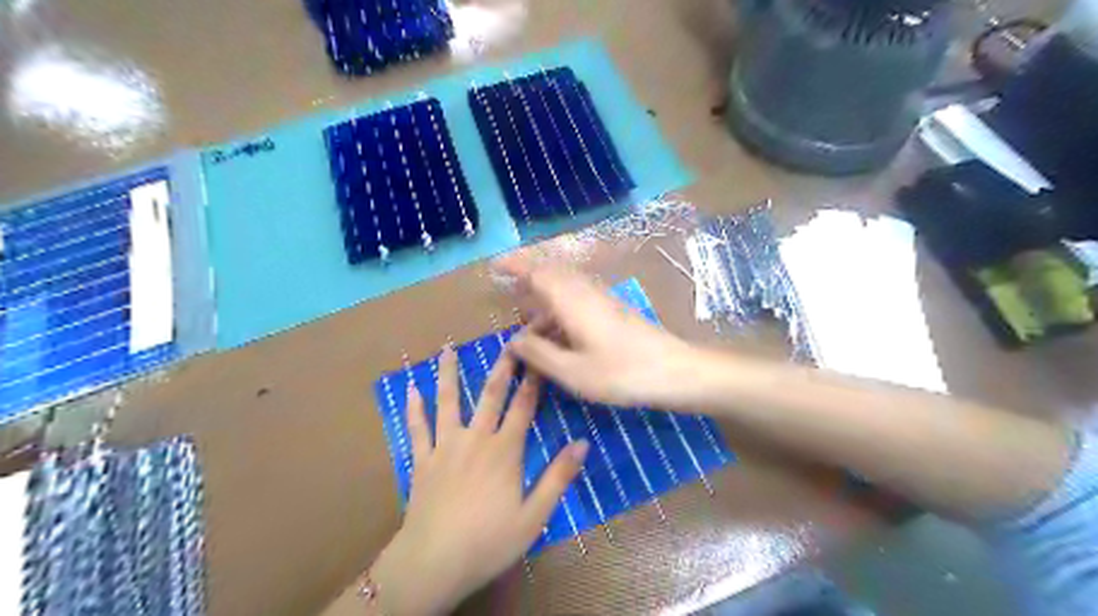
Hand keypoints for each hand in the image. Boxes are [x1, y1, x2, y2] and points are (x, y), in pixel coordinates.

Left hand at [372, 349, 592, 613]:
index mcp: (505, 450)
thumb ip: (558, 477)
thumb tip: (583, 443)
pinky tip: (411, 389)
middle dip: (501, 366)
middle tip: (506, 340)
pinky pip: (417, 428)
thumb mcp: (534, 515)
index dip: (533, 379)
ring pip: (448, 402)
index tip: (539, 355)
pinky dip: (414, 407)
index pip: (524, 406)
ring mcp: (445, 446)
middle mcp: (476, 439)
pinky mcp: (422, 460)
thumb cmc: (489, 541)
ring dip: (449, 375)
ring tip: (447, 349)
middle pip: (490, 395)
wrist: (434, 562)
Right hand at [497, 254, 691, 409]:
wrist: (674, 371)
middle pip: (551, 273)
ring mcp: (601, 299)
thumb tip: (513, 340)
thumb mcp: (572, 372)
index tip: (494, 266)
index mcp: (571, 300)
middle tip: (507, 292)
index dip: (515, 265)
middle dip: (527, 277)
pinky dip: (559, 306)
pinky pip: (577, 297)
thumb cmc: (621, 373)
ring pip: (565, 285)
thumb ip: (539, 353)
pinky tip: (557, 330)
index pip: (538, 271)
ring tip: (527, 318)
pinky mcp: (612, 309)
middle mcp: (585, 291)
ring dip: (543, 294)